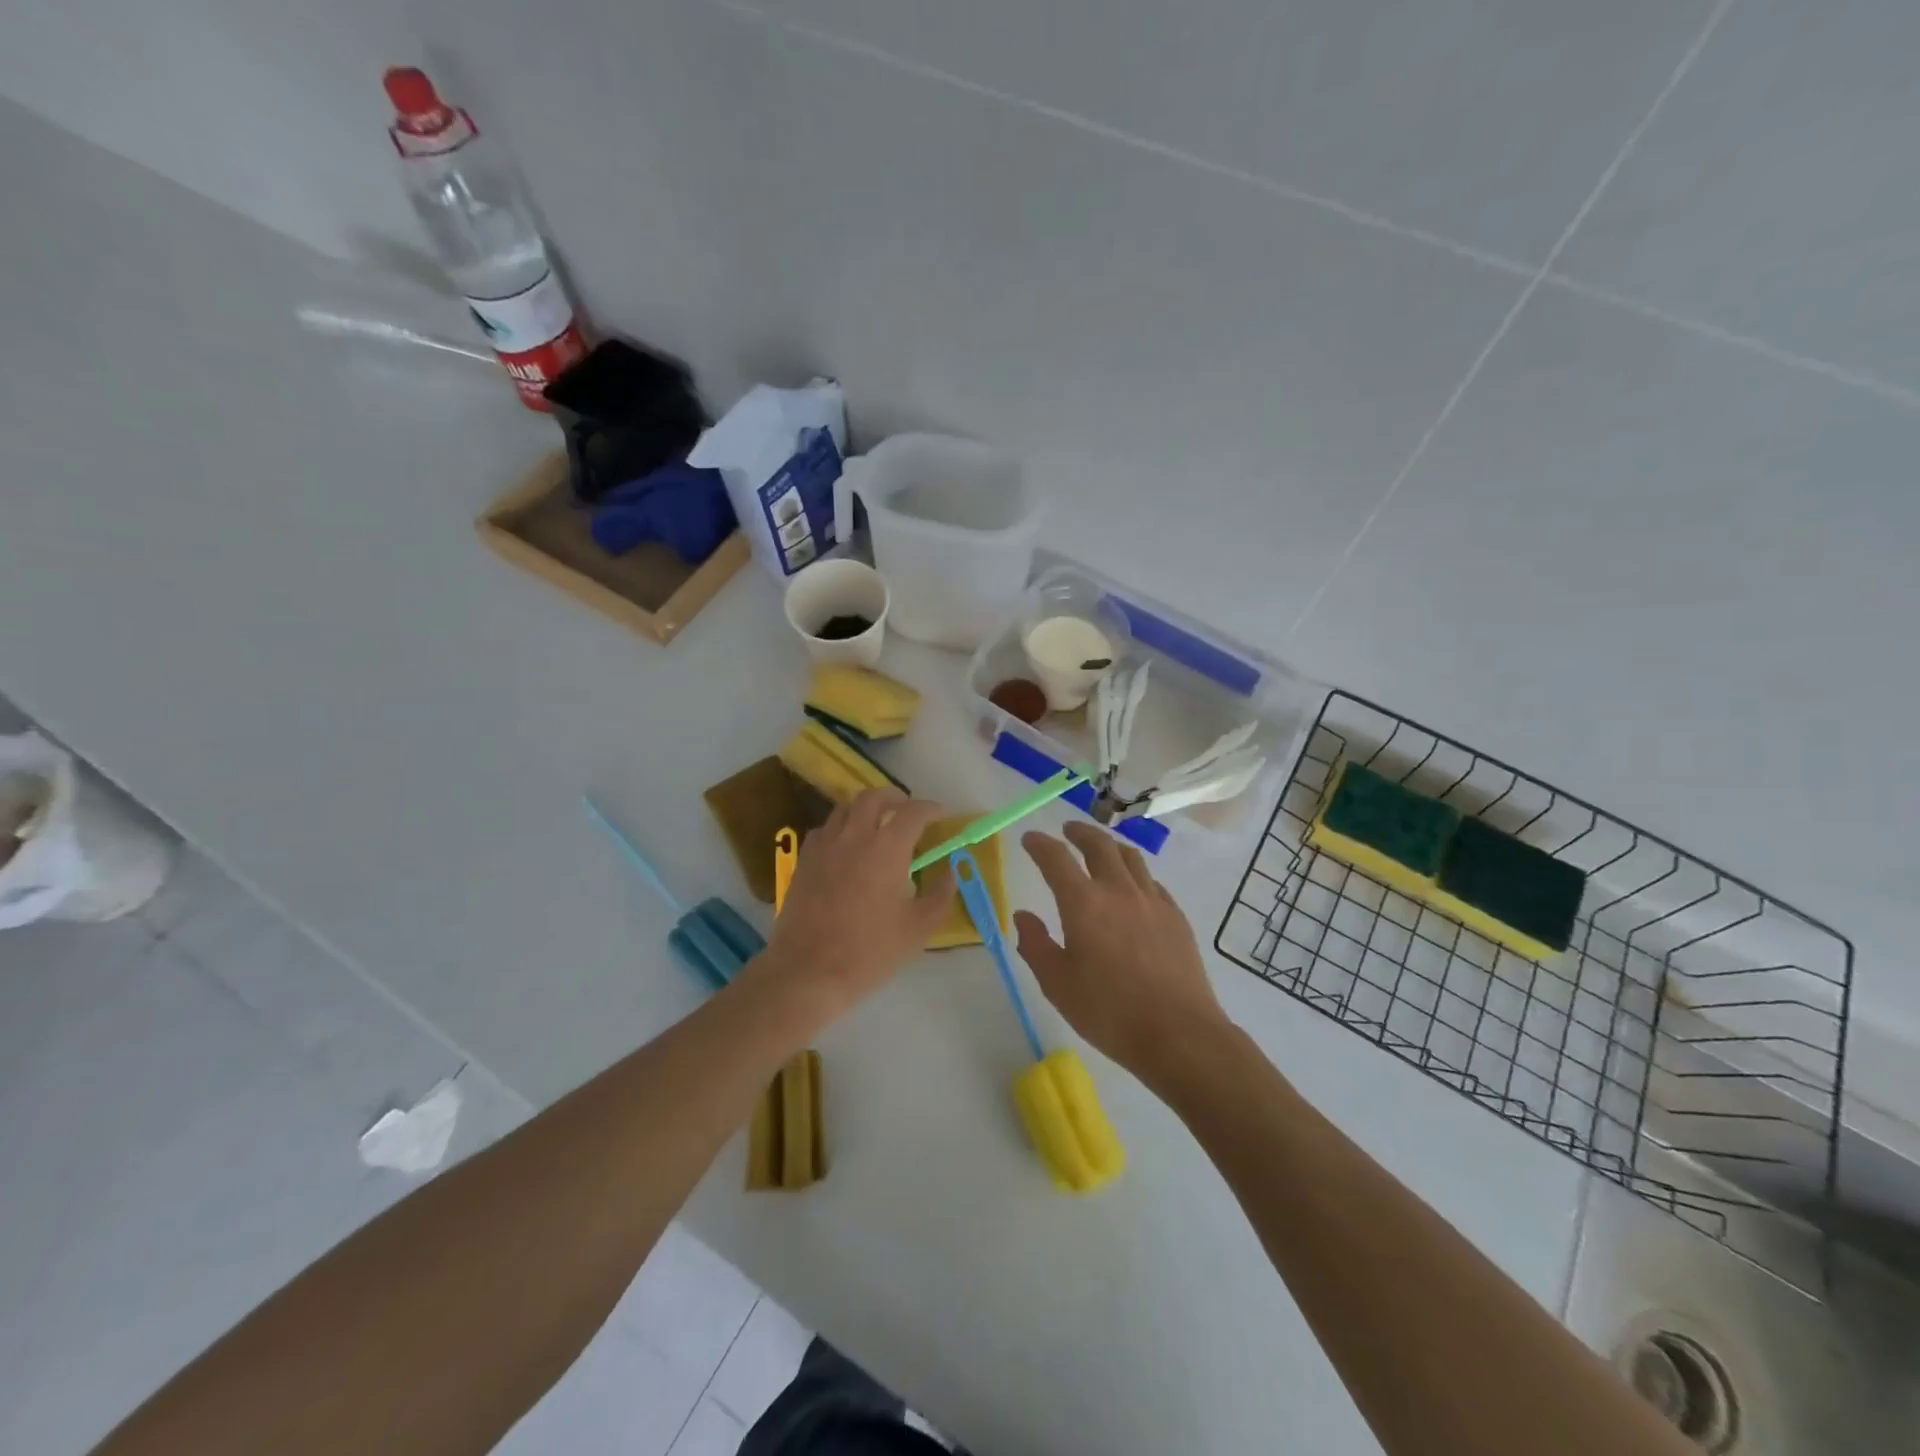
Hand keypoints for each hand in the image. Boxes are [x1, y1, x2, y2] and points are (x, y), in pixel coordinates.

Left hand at [756, 789, 955, 1017]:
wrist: (809, 971)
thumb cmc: (870, 951)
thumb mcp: (919, 927)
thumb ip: (940, 893)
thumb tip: (951, 870)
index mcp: (887, 847)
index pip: (913, 812)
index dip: (930, 809)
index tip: (940, 815)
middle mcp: (855, 836)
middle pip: (873, 797)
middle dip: (894, 797)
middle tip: (906, 809)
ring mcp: (824, 846)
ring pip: (844, 809)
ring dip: (864, 809)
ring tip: (875, 824)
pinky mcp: (803, 861)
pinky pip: (824, 830)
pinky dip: (839, 828)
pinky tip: (844, 847)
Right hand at [1015, 823, 1227, 1076]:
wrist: (1179, 1034)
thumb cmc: (1109, 1012)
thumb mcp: (1057, 984)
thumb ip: (1035, 944)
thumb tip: (1023, 915)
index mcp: (1083, 904)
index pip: (1056, 859)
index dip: (1040, 844)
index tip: (1030, 839)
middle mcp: (1118, 891)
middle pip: (1099, 845)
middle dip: (1079, 833)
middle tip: (1067, 831)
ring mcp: (1152, 901)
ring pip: (1130, 857)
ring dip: (1110, 846)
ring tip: (1102, 848)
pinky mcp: (1176, 917)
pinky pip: (1152, 882)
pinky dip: (1136, 874)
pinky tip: (1134, 888)